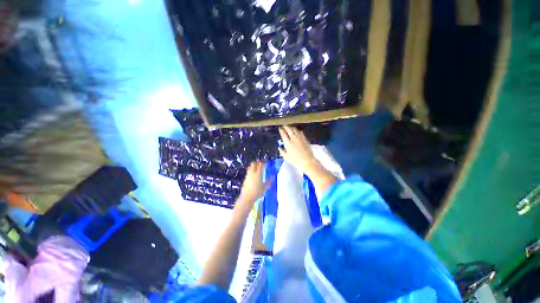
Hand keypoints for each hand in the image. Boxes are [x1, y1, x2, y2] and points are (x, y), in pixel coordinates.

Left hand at [238, 162, 270, 203]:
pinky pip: (248, 171)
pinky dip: (251, 171)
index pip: (260, 165)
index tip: (265, 163)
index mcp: (258, 174)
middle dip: (257, 163)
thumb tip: (273, 177)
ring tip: (257, 169)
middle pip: (253, 163)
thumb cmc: (257, 192)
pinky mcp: (245, 178)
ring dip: (253, 166)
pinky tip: (254, 175)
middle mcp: (252, 173)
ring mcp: (248, 175)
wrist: (247, 197)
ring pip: (250, 167)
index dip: (263, 163)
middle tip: (260, 165)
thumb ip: (268, 182)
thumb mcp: (264, 187)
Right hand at [279, 126, 321, 174]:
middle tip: (284, 126)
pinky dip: (297, 130)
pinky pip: (300, 132)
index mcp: (288, 143)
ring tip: (290, 127)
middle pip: (289, 130)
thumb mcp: (286, 157)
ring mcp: (300, 138)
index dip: (281, 130)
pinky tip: (297, 131)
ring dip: (292, 127)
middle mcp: (293, 139)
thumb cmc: (296, 161)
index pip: (283, 134)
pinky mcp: (305, 139)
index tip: (280, 128)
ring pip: (295, 130)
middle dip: (286, 127)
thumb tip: (279, 147)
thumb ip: (282, 151)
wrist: (307, 161)